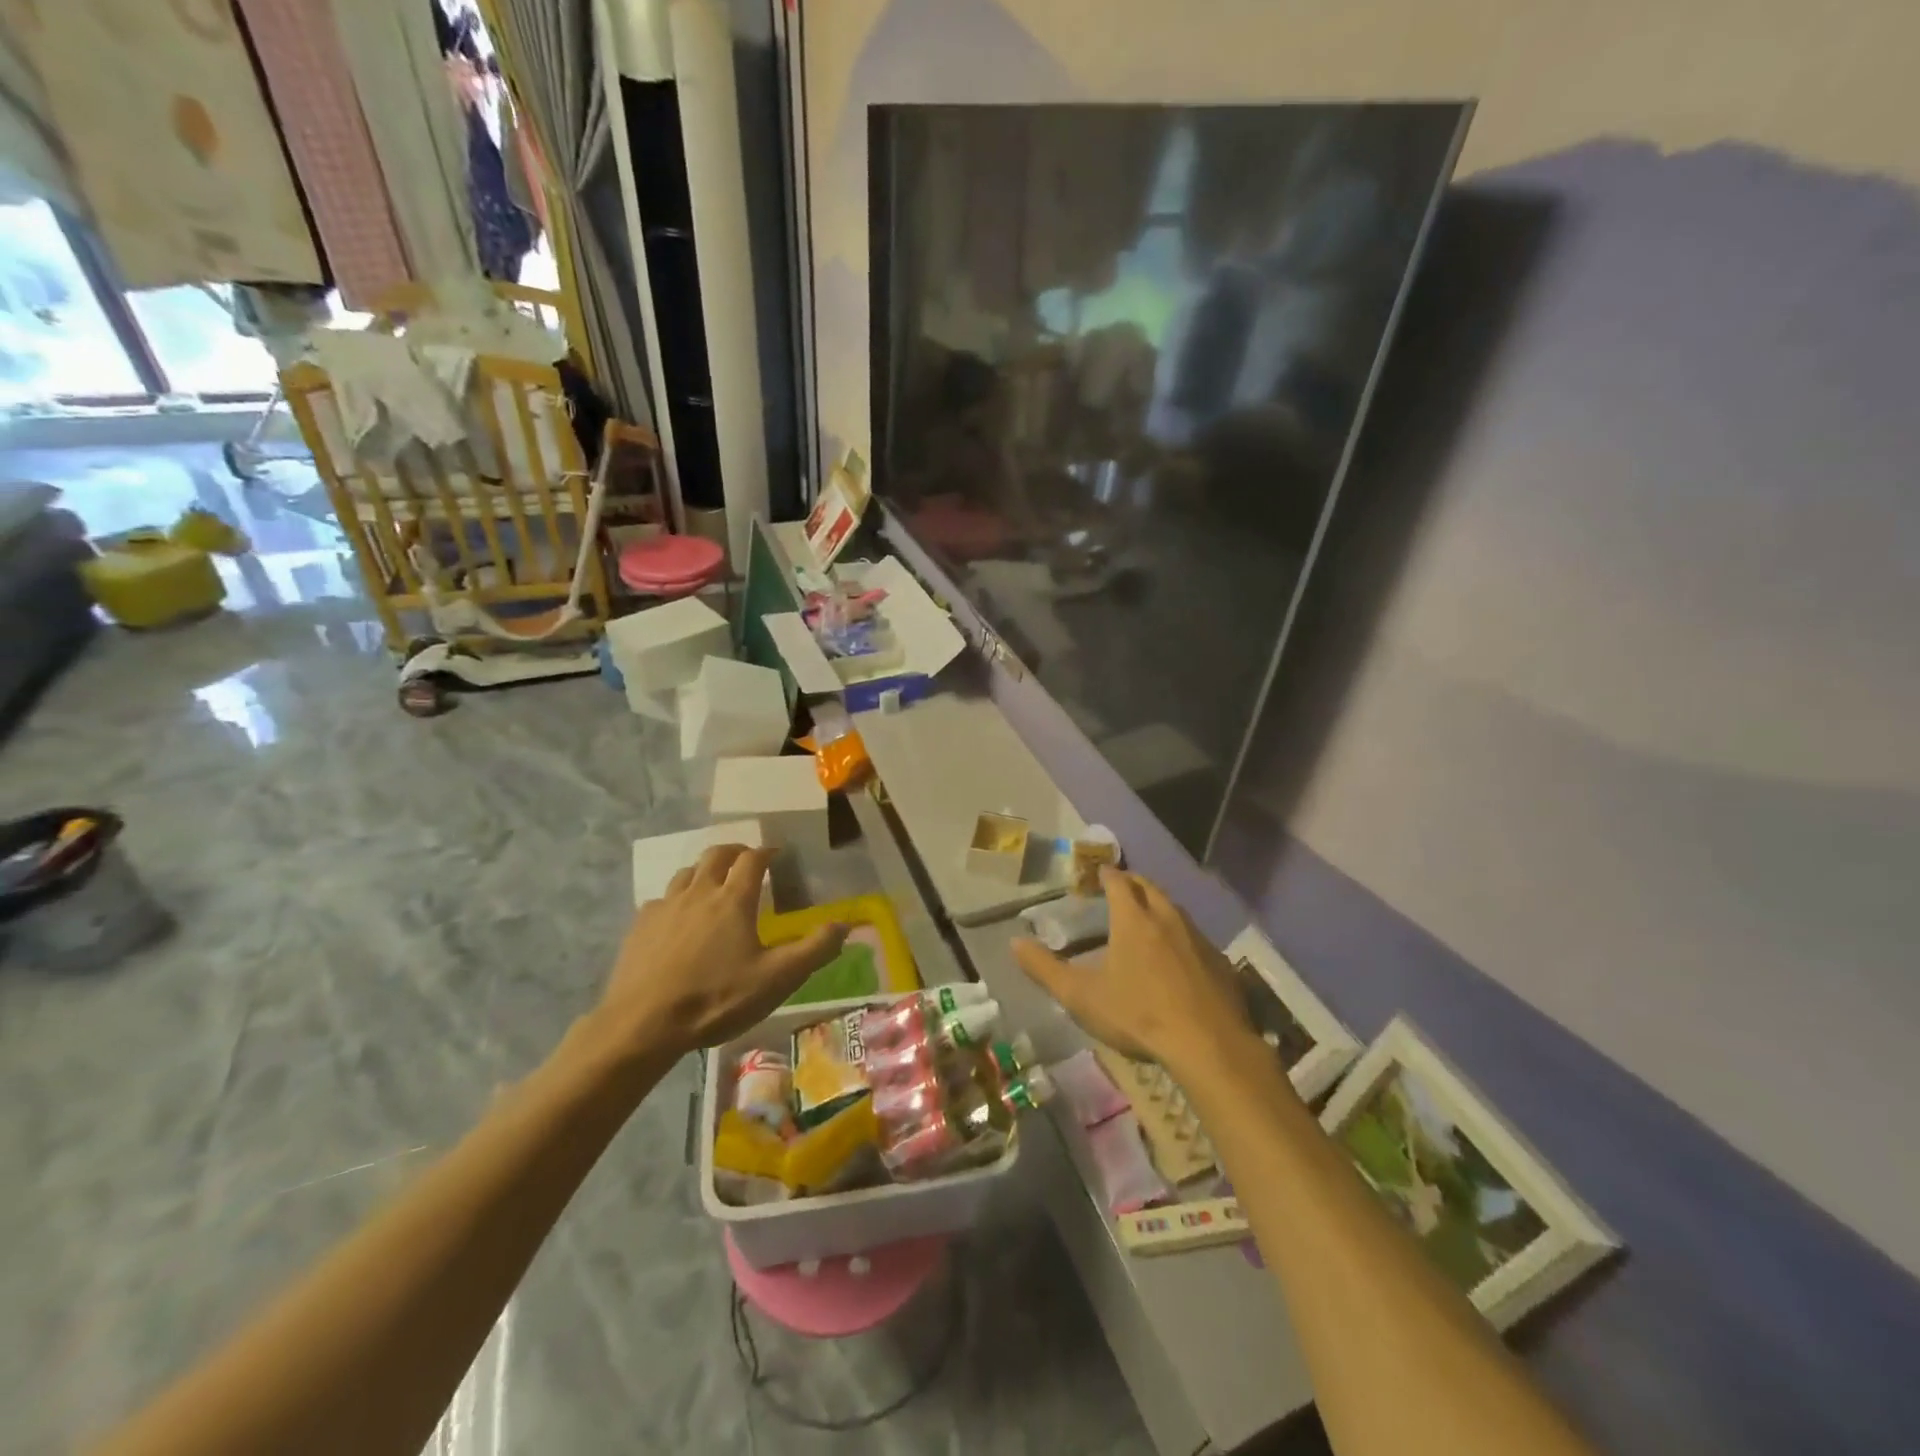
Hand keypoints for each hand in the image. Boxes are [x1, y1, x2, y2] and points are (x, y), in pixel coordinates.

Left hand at [594, 845, 847, 1058]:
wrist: (643, 1024)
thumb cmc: (716, 999)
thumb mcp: (776, 979)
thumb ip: (813, 950)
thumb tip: (844, 924)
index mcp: (734, 899)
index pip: (753, 859)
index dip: (766, 852)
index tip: (776, 855)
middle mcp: (699, 892)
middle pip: (716, 855)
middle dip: (735, 852)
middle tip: (746, 859)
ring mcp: (666, 906)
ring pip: (686, 873)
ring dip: (704, 871)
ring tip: (713, 884)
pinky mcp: (640, 926)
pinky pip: (662, 899)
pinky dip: (677, 899)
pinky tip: (678, 919)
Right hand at [1012, 867, 1254, 1077]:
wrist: (1208, 1045)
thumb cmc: (1138, 1015)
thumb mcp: (1081, 996)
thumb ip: (1045, 969)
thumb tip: (1014, 942)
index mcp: (1133, 920)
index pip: (1118, 882)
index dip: (1106, 874)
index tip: (1099, 871)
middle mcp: (1167, 918)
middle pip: (1149, 888)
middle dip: (1133, 883)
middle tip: (1120, 886)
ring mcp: (1198, 939)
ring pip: (1175, 910)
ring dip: (1158, 906)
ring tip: (1147, 917)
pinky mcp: (1220, 963)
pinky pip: (1195, 938)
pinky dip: (1181, 936)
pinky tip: (1178, 957)